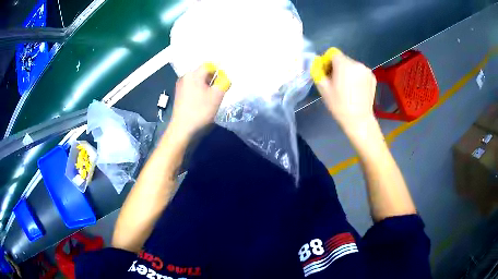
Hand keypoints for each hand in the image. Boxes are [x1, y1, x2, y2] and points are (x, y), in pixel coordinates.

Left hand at [170, 65, 226, 137]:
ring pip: (198, 81)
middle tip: (218, 92)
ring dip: (206, 87)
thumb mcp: (217, 96)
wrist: (182, 129)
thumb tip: (225, 78)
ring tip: (211, 98)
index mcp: (193, 74)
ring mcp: (180, 86)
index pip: (209, 66)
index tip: (223, 83)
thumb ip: (224, 83)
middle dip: (212, 80)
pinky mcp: (179, 95)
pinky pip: (192, 88)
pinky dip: (199, 91)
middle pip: (203, 73)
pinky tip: (202, 102)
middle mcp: (185, 77)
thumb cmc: (200, 111)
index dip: (219, 72)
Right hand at [313, 49, 376, 128]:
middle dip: (338, 67)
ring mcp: (367, 70)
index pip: (333, 54)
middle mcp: (357, 64)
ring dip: (348, 72)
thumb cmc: (339, 105)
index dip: (328, 62)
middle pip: (343, 59)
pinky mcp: (373, 77)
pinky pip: (361, 72)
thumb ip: (318, 71)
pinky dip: (357, 77)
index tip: (328, 74)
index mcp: (344, 64)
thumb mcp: (323, 88)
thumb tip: (317, 63)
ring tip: (347, 87)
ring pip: (353, 66)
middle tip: (337, 82)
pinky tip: (356, 89)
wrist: (358, 119)